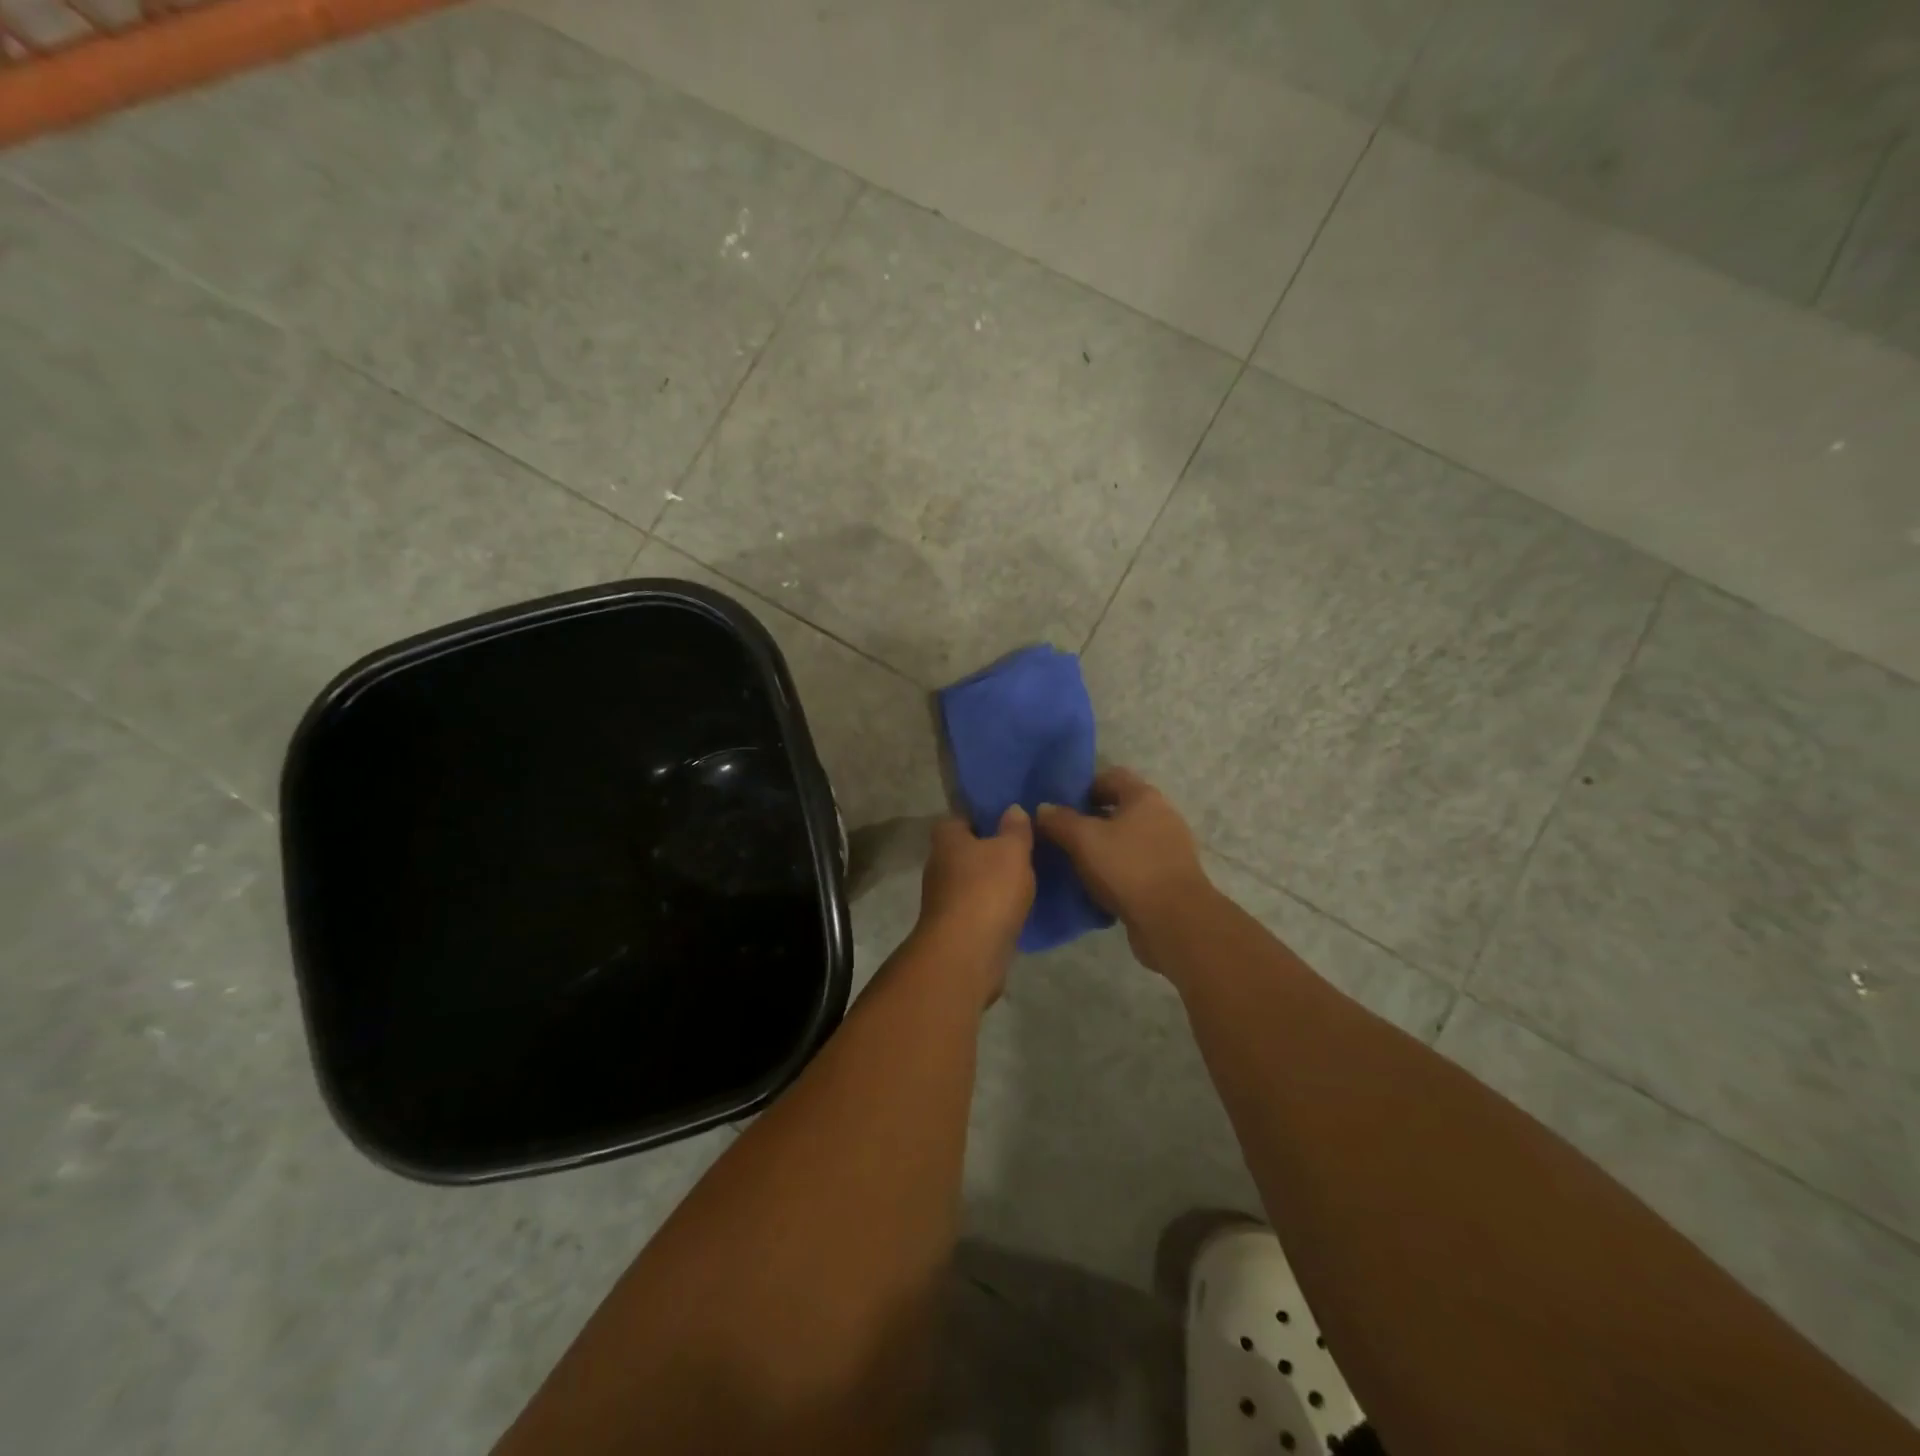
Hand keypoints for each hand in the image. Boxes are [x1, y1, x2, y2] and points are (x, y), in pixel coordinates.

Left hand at [914, 807, 1035, 1002]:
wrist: (967, 954)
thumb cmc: (987, 890)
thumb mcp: (1012, 850)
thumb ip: (1015, 828)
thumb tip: (1012, 809)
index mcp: (946, 839)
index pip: (959, 818)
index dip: (982, 817)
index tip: (1007, 819)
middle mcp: (939, 865)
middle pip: (965, 850)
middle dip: (989, 850)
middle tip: (1022, 848)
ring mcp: (944, 899)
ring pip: (972, 881)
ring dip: (992, 882)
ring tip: (1025, 878)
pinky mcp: (955, 928)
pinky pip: (978, 909)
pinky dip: (994, 908)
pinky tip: (1017, 909)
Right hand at [1036, 767, 1212, 972]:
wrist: (1174, 921)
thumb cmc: (1127, 868)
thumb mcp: (1084, 840)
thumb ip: (1060, 820)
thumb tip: (1043, 808)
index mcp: (1144, 797)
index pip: (1111, 776)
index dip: (1083, 787)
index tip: (1060, 805)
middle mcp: (1161, 815)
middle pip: (1119, 807)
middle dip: (1090, 819)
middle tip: (1062, 834)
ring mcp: (1169, 847)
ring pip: (1127, 838)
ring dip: (1103, 846)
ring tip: (1075, 861)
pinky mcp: (1169, 876)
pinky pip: (1136, 864)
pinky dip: (1116, 870)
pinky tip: (1096, 885)